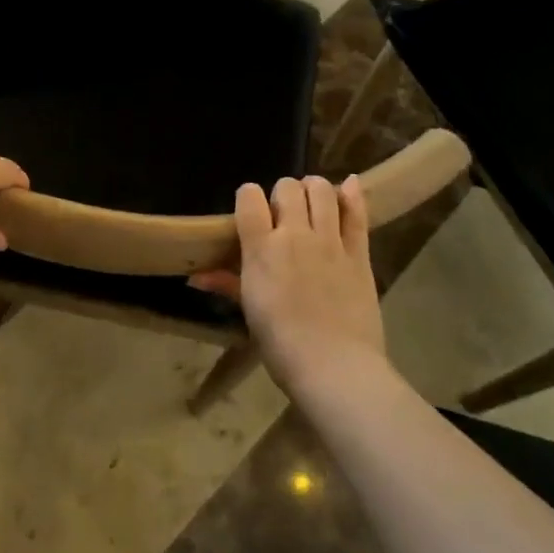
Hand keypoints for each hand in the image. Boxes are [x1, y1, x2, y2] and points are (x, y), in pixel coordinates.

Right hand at [191, 175, 383, 383]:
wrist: (334, 366)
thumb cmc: (281, 343)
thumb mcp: (250, 310)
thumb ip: (226, 283)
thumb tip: (194, 277)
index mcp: (261, 248)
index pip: (249, 196)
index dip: (248, 196)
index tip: (251, 210)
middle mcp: (294, 234)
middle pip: (287, 187)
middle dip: (283, 194)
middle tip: (283, 214)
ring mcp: (330, 241)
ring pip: (322, 190)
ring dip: (314, 189)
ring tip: (312, 203)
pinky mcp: (359, 253)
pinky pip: (357, 213)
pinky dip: (353, 194)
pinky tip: (350, 185)